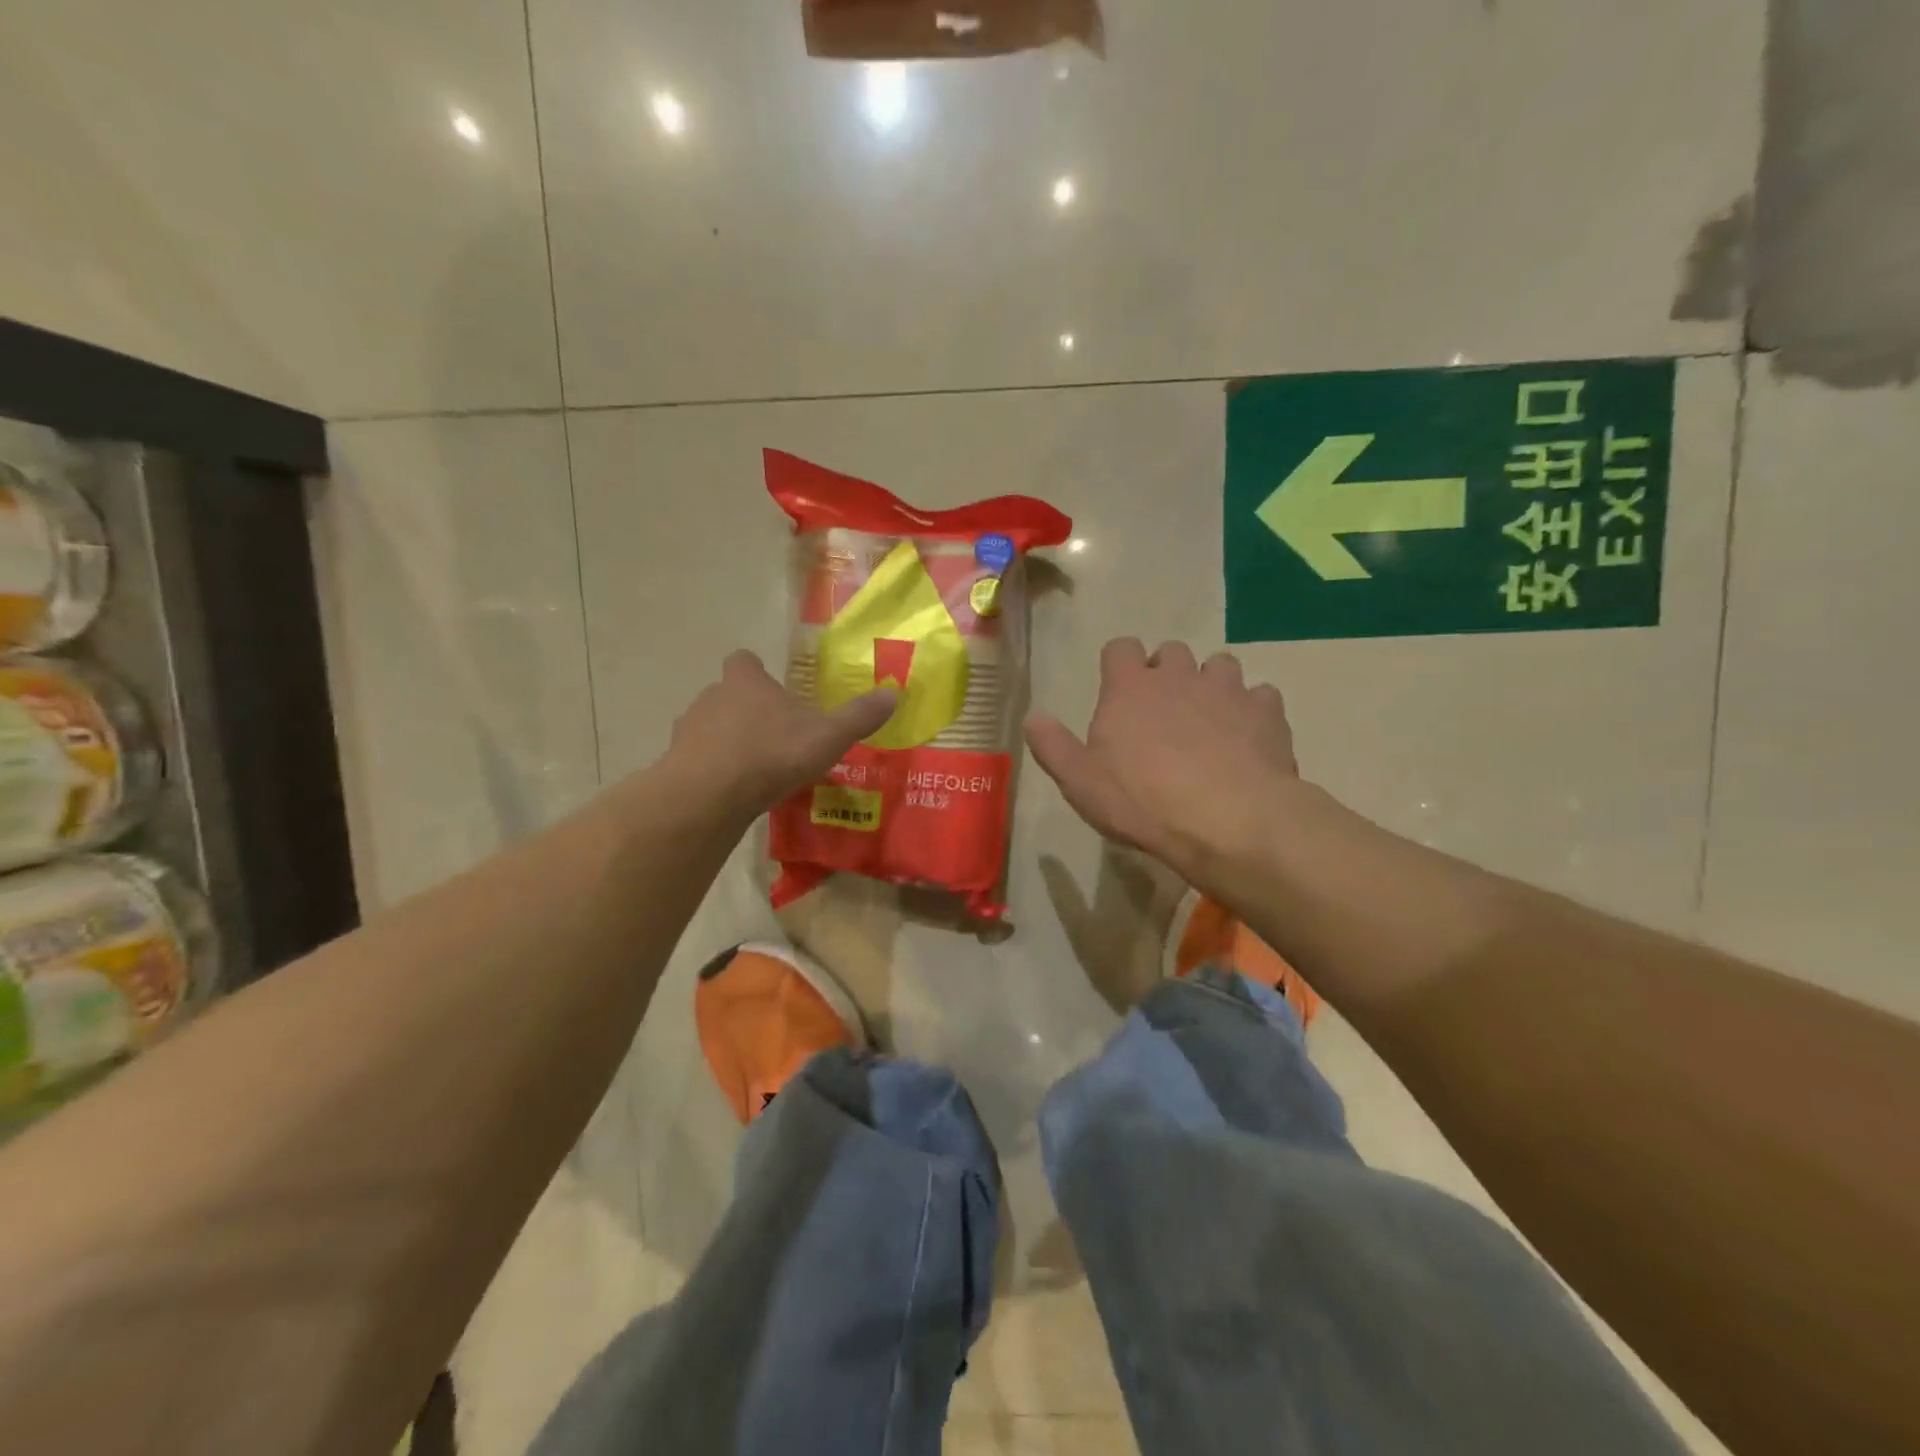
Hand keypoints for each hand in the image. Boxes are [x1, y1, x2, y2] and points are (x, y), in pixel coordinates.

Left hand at [669, 650, 894, 818]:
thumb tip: (894, 694)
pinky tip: (733, 792)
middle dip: (747, 710)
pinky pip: (698, 760)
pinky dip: (713, 770)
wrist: (709, 794)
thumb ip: (859, 716)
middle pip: (727, 694)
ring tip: (755, 769)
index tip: (773, 690)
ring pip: (710, 727)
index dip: (757, 672)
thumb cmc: (772, 753)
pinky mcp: (675, 762)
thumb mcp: (828, 736)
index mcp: (747, 681)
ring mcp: (688, 729)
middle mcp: (712, 696)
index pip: (745, 661)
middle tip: (775, 737)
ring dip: (728, 741)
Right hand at [1026, 639, 1300, 877]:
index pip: (1120, 647)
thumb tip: (1033, 716)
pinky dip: (1252, 710)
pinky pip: (1261, 695)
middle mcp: (1179, 675)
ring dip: (1211, 684)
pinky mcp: (1267, 712)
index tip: (1118, 689)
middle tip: (1162, 710)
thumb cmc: (1142, 800)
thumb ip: (1053, 746)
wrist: (1228, 819)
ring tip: (1209, 719)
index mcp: (1130, 687)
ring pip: (1220, 665)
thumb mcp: (1080, 782)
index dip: (1119, 663)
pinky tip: (1248, 737)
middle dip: (1167, 672)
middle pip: (1171, 651)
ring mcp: (1227, 689)